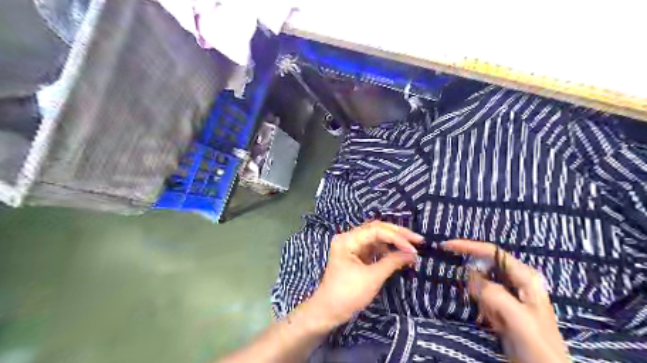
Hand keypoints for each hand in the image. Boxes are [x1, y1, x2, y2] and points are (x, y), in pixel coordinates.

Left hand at [307, 221, 422, 328]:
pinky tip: (398, 255)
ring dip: (393, 241)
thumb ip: (392, 262)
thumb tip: (413, 254)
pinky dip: (387, 250)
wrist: (328, 311)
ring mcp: (352, 246)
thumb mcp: (372, 278)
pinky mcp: (356, 255)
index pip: (376, 230)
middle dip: (398, 234)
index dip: (397, 237)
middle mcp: (349, 238)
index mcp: (348, 239)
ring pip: (376, 237)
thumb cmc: (348, 294)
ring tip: (411, 247)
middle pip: (376, 229)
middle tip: (418, 240)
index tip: (414, 248)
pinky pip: (374, 247)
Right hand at [443, 239, 567, 360]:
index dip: (469, 246)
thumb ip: (494, 293)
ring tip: (496, 320)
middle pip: (485, 268)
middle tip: (484, 305)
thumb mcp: (516, 318)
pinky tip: (495, 323)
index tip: (447, 246)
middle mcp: (518, 281)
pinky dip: (482, 308)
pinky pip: (483, 298)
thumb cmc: (537, 345)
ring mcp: (510, 294)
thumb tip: (470, 274)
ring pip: (482, 284)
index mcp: (525, 277)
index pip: (492, 252)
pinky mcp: (503, 307)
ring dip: (481, 299)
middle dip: (476, 282)